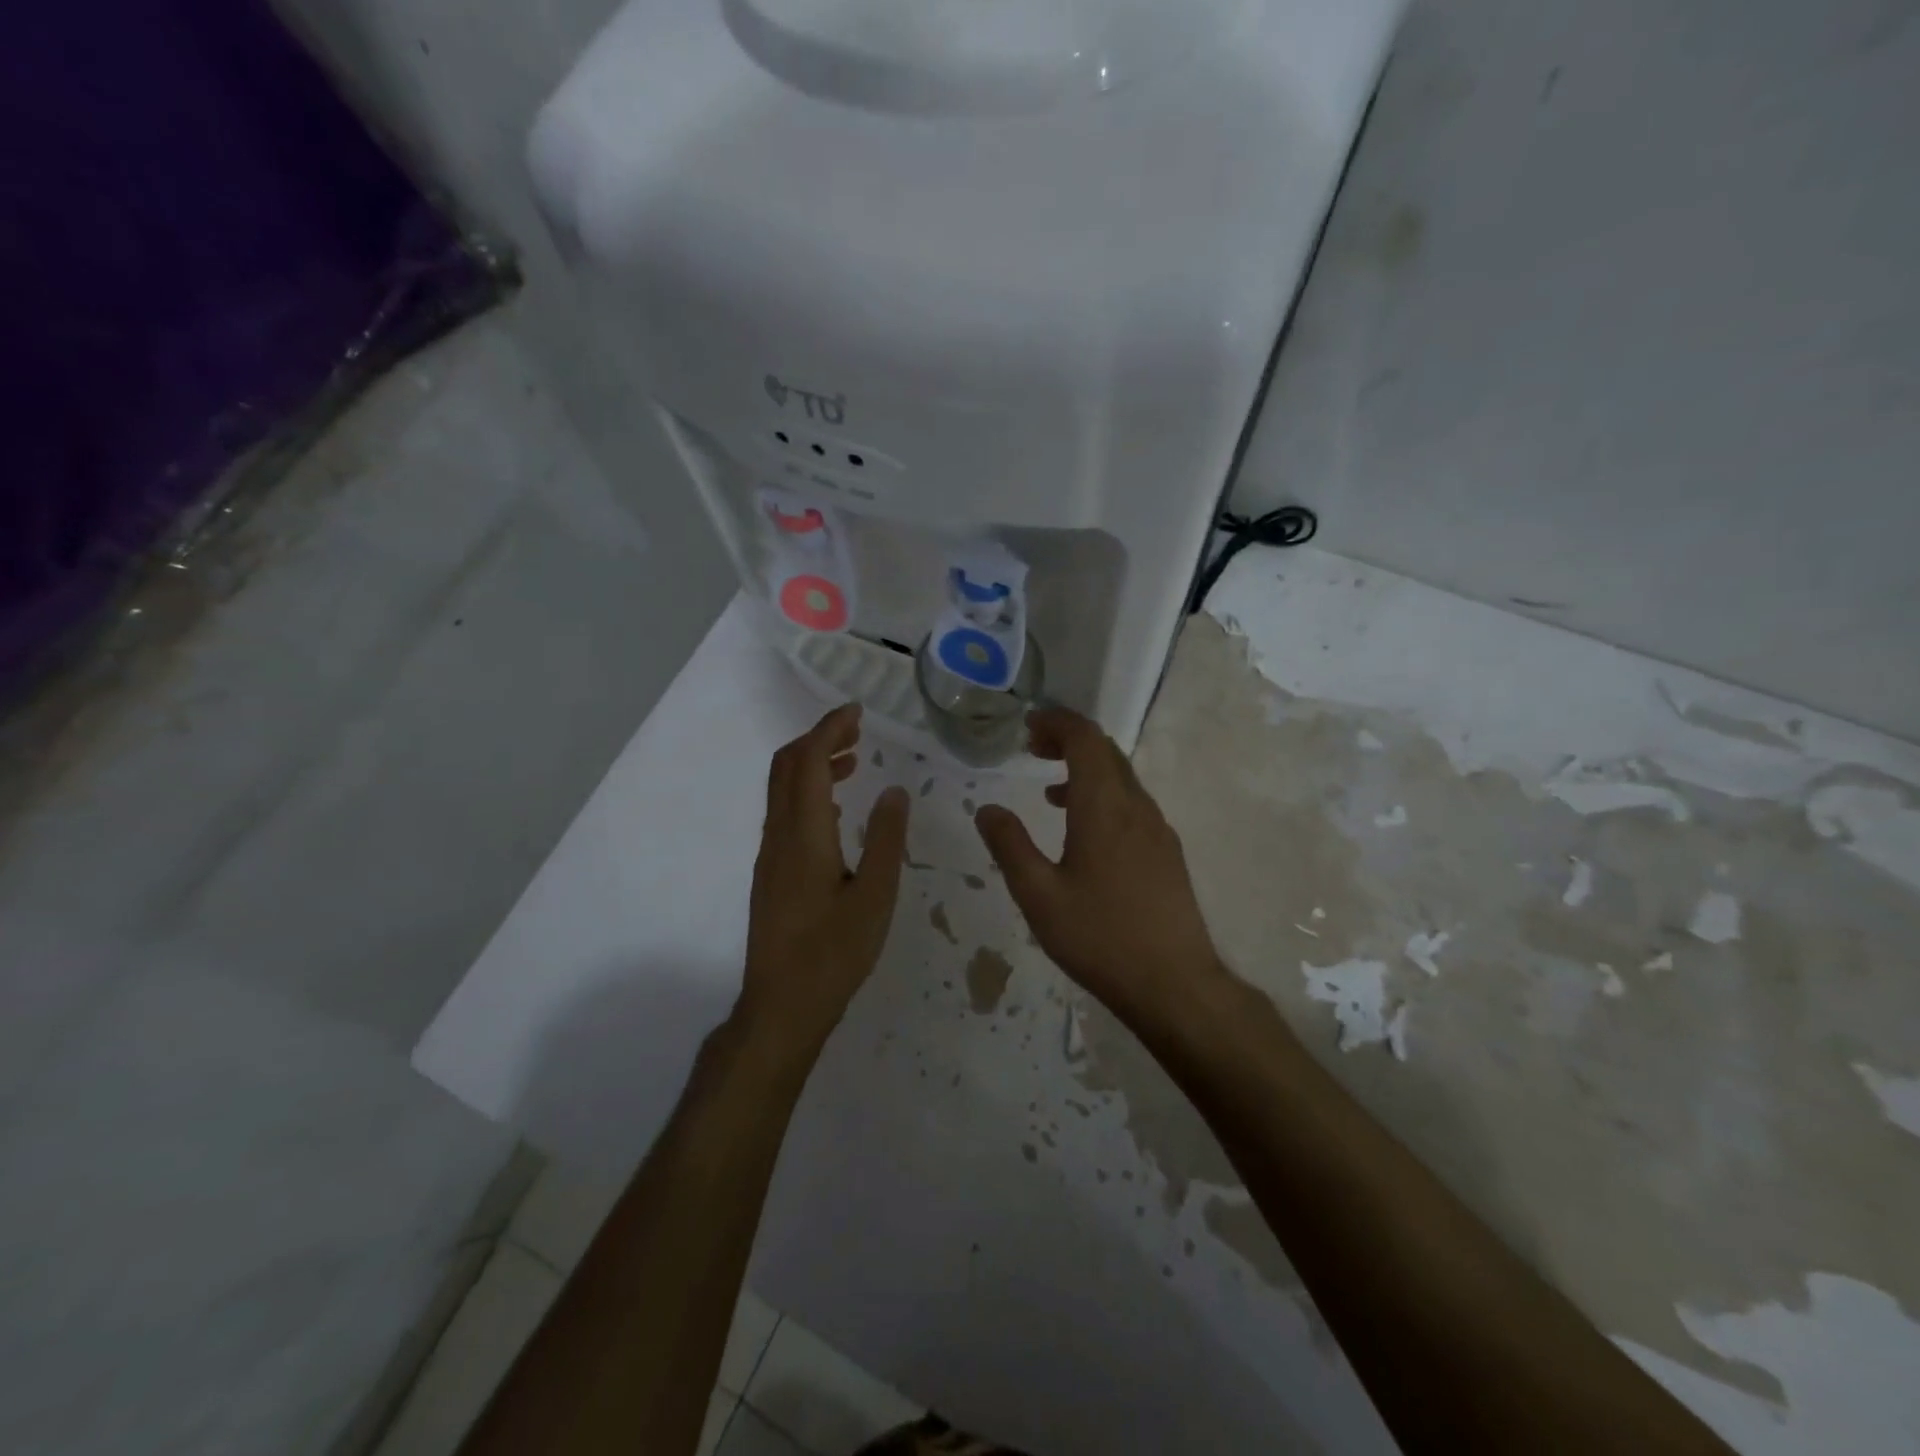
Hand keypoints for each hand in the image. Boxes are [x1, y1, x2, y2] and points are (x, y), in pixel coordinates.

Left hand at [739, 704, 910, 1052]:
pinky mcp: (770, 873)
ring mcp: (770, 855)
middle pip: (786, 766)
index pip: (809, 761)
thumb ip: (885, 839)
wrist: (781, 1006)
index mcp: (804, 835)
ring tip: (854, 760)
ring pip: (783, 789)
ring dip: (813, 764)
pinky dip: (808, 792)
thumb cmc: (833, 954)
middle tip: (858, 729)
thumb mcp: (875, 897)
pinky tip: (836, 810)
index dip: (829, 728)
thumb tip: (894, 791)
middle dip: (819, 738)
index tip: (857, 711)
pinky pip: (785, 813)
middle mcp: (779, 835)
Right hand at [973, 707, 1227, 1022]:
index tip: (1028, 727)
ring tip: (1049, 790)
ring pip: (1121, 778)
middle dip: (1068, 740)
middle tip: (1032, 749)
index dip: (1056, 722)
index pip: (1085, 738)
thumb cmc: (1099, 937)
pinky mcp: (1167, 852)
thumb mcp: (1038, 895)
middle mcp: (1136, 806)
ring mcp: (1157, 829)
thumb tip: (987, 808)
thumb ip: (1010, 846)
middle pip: (1105, 751)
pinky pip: (1132, 804)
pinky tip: (1083, 832)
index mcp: (1104, 806)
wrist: (1174, 983)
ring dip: (1085, 769)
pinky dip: (1103, 796)